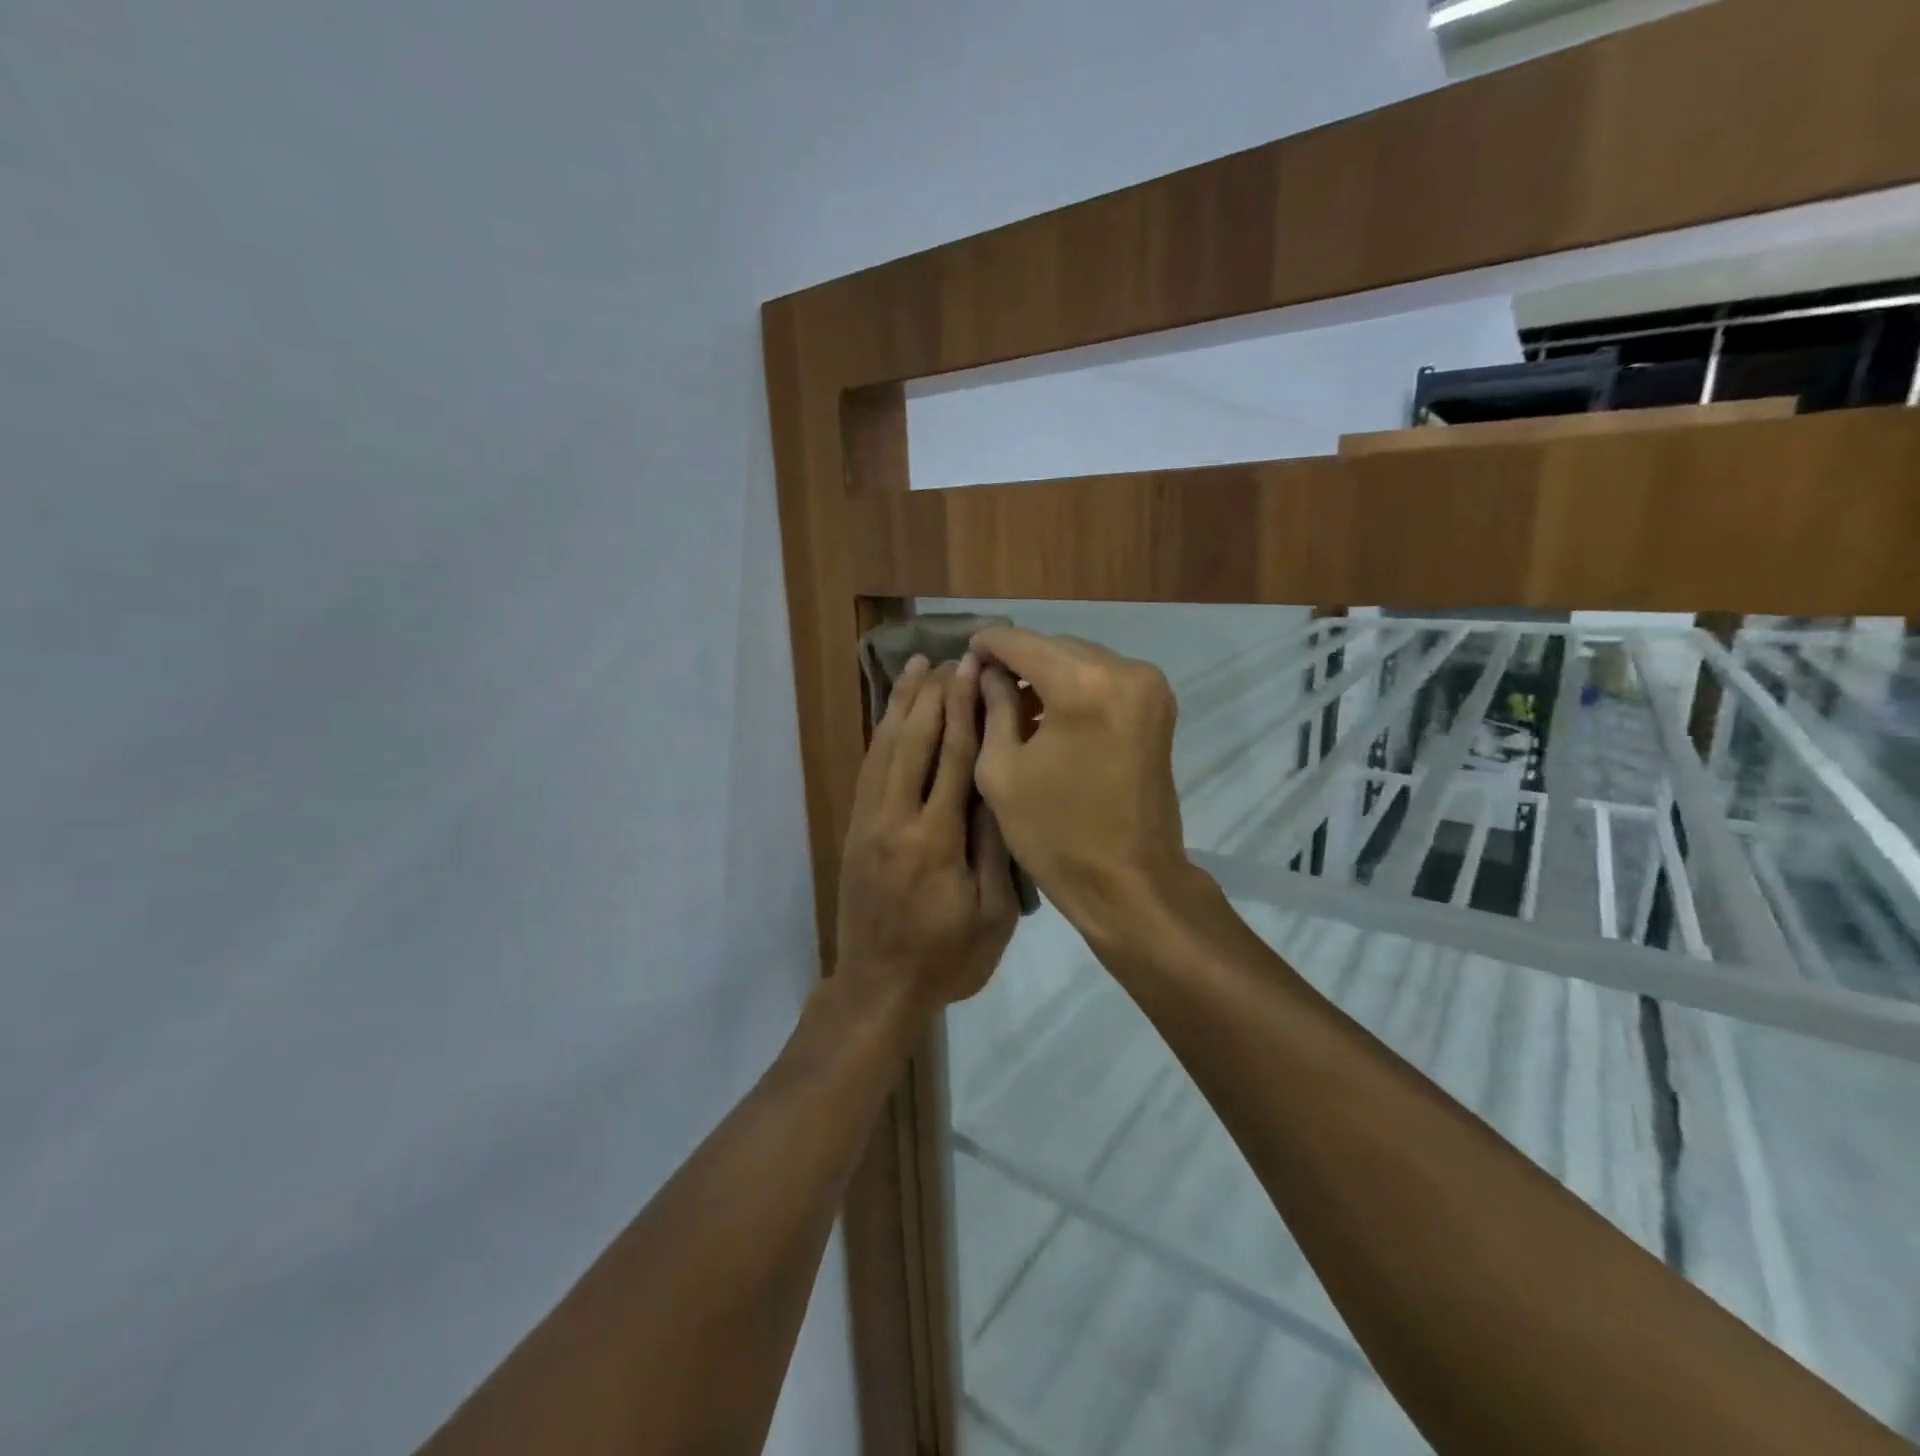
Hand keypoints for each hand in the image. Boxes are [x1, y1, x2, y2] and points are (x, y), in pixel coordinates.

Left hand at [836, 654, 1018, 1011]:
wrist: (877, 988)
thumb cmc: (946, 958)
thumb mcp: (992, 915)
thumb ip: (993, 848)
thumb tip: (996, 788)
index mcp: (935, 840)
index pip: (953, 758)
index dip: (964, 710)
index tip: (972, 671)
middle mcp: (896, 820)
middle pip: (913, 741)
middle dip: (932, 695)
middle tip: (947, 657)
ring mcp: (868, 823)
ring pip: (883, 749)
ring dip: (900, 705)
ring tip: (915, 668)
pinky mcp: (855, 831)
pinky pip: (868, 771)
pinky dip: (880, 735)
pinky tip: (891, 716)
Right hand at [970, 625, 1194, 940]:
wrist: (1129, 881)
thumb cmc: (1055, 833)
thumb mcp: (1001, 769)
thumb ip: (991, 706)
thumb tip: (984, 670)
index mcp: (1082, 685)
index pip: (1022, 642)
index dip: (988, 645)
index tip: (964, 654)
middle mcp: (1124, 670)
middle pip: (1055, 646)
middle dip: (1018, 660)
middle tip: (985, 685)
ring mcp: (1149, 687)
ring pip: (1081, 660)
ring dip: (1047, 674)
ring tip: (1015, 705)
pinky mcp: (1158, 706)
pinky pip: (1104, 678)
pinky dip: (1075, 687)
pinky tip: (1051, 716)